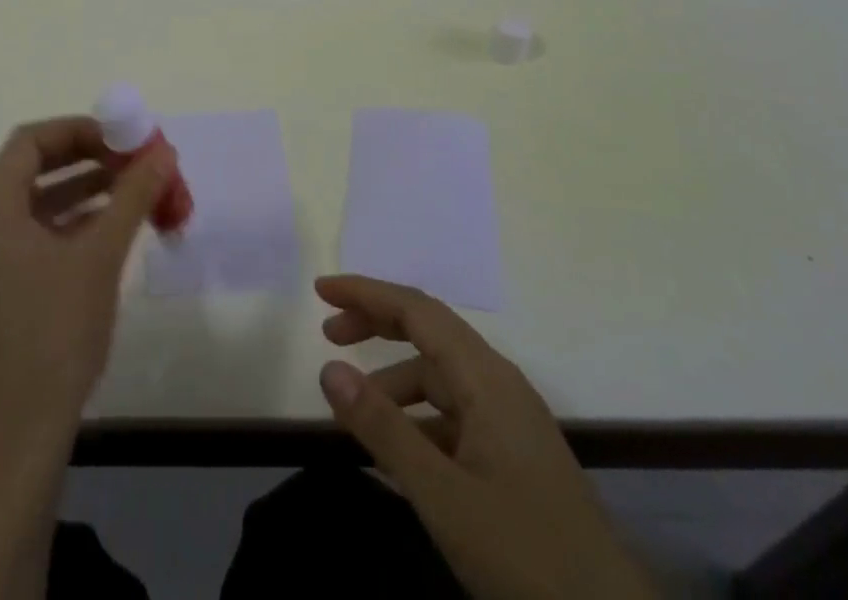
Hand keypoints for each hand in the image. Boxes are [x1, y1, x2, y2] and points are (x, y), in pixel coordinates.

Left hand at [0, 116, 172, 454]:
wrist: (20, 435)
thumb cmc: (56, 334)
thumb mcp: (101, 256)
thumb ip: (132, 195)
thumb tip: (163, 151)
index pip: (30, 142)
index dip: (78, 130)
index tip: (121, 137)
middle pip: (30, 169)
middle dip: (85, 158)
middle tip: (130, 160)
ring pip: (32, 204)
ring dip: (80, 191)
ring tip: (129, 190)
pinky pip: (29, 235)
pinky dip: (66, 223)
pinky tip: (106, 229)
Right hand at [316, 275, 655, 599]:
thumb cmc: (527, 555)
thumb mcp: (443, 496)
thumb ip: (383, 429)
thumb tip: (329, 368)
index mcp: (486, 377)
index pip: (417, 309)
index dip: (367, 293)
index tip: (321, 291)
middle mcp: (499, 384)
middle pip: (429, 332)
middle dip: (377, 324)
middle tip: (328, 333)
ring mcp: (511, 421)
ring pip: (441, 377)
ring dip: (394, 379)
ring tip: (354, 408)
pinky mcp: (514, 457)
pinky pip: (455, 415)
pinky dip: (418, 418)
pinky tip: (397, 453)